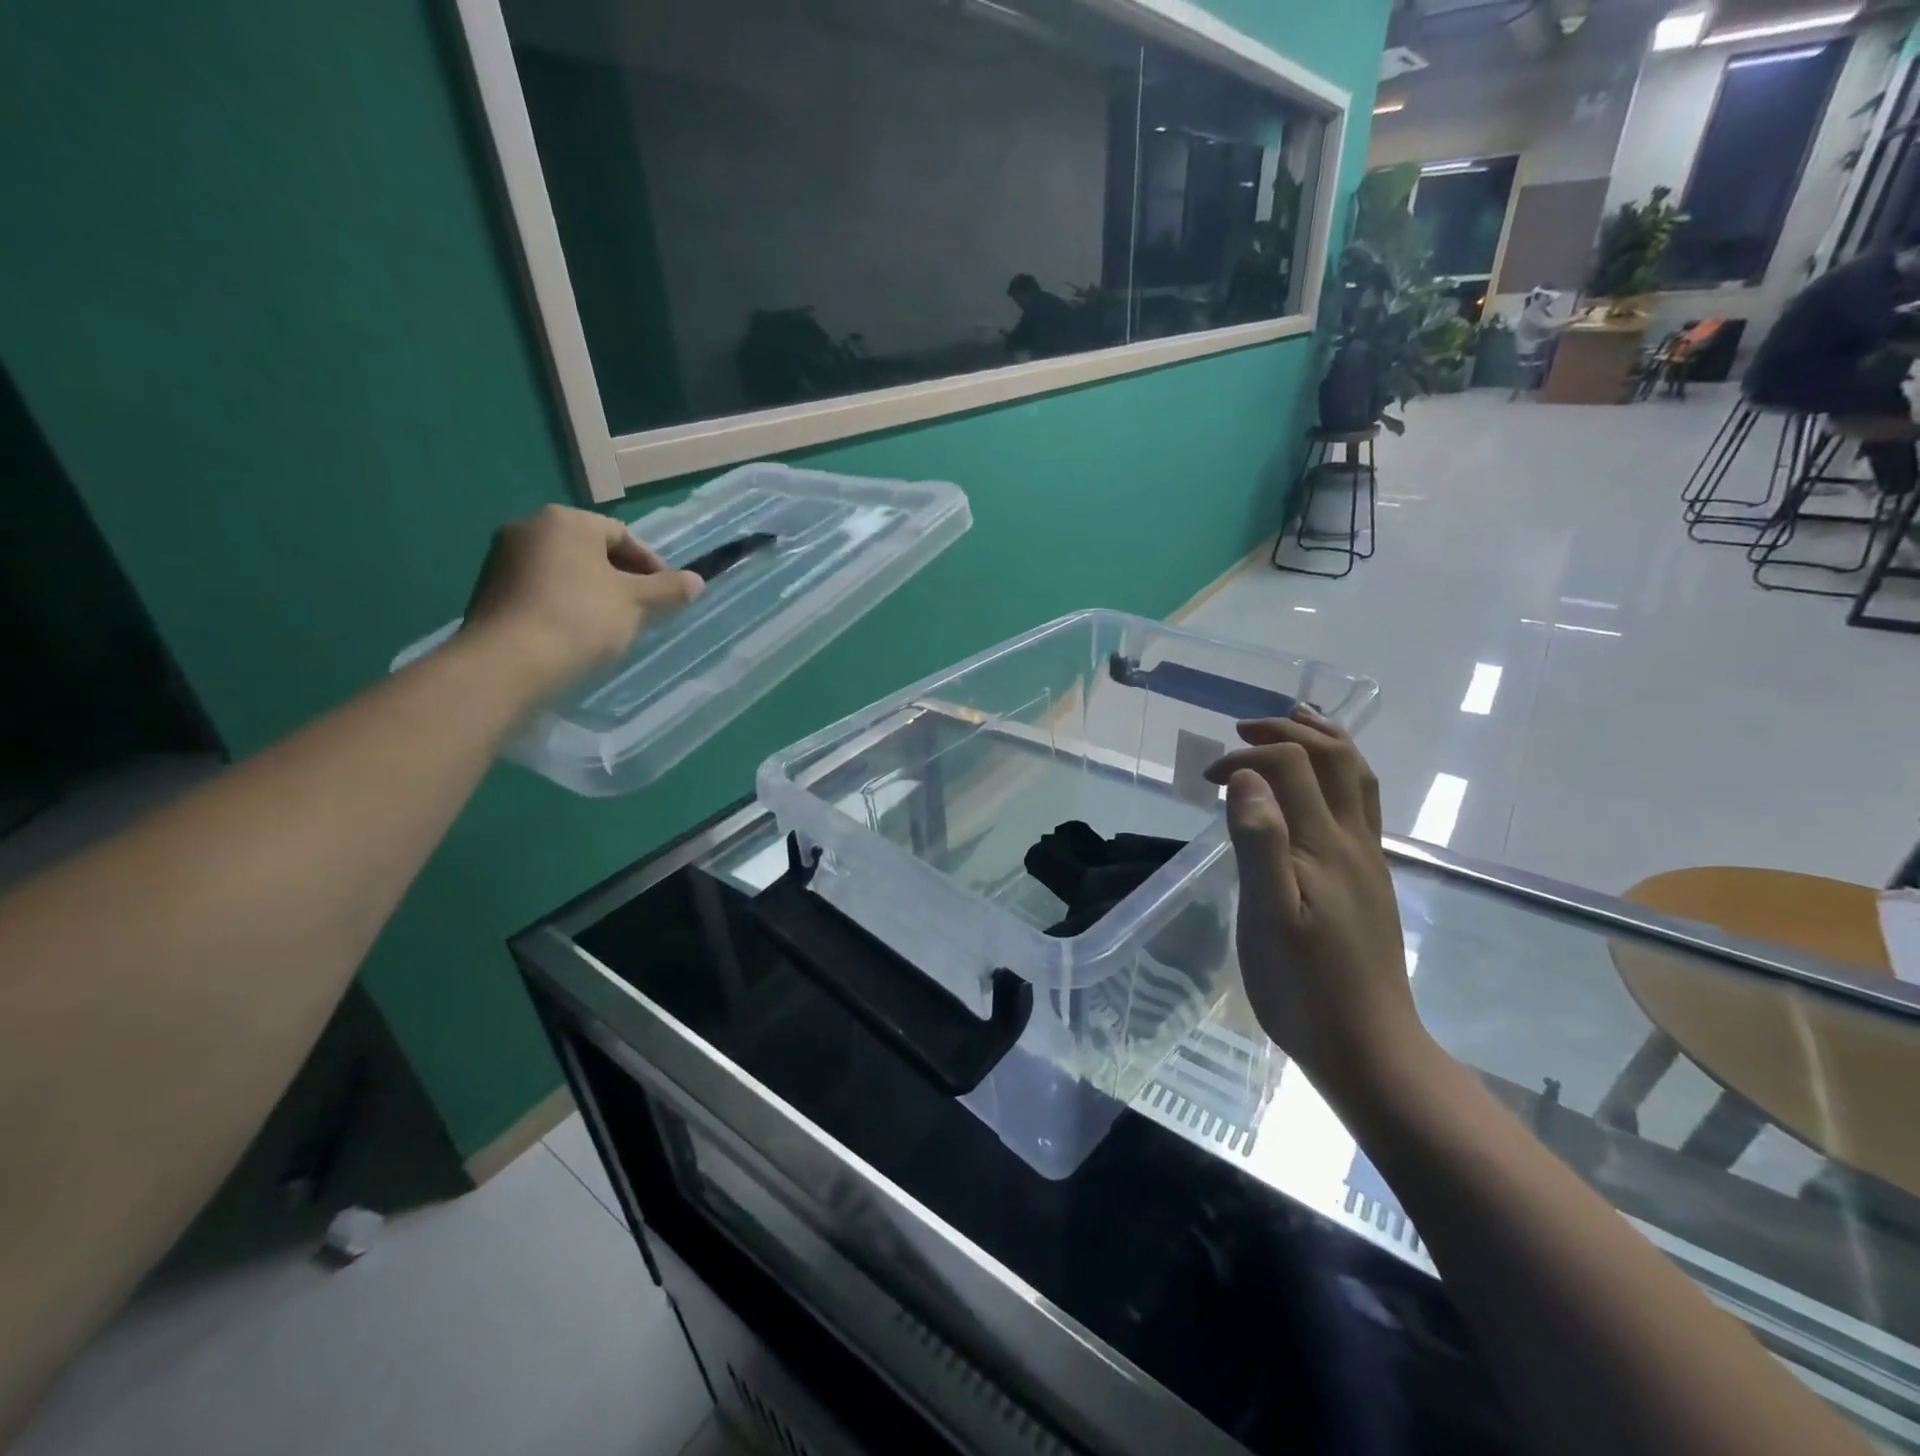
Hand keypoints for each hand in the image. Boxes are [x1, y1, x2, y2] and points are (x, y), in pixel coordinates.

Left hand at [461, 505, 702, 700]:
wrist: (509, 662)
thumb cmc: (581, 619)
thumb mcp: (637, 603)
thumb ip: (669, 589)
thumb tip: (697, 580)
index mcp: (567, 520)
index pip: (622, 535)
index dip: (651, 565)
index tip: (665, 596)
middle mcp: (529, 527)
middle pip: (591, 550)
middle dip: (621, 578)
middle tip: (642, 611)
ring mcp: (503, 558)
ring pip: (565, 570)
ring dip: (593, 591)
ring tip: (612, 625)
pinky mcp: (489, 590)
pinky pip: (541, 589)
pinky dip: (564, 604)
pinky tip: (577, 634)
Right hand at [1205, 708, 1424, 1093]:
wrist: (1369, 1048)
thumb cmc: (1304, 987)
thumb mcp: (1268, 917)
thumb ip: (1259, 842)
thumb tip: (1246, 777)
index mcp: (1323, 846)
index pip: (1291, 766)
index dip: (1247, 756)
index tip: (1208, 779)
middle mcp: (1353, 841)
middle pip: (1335, 759)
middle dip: (1289, 731)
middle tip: (1244, 729)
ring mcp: (1367, 860)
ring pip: (1358, 779)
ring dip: (1326, 741)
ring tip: (1298, 722)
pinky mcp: (1370, 880)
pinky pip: (1361, 806)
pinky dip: (1340, 773)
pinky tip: (1322, 787)